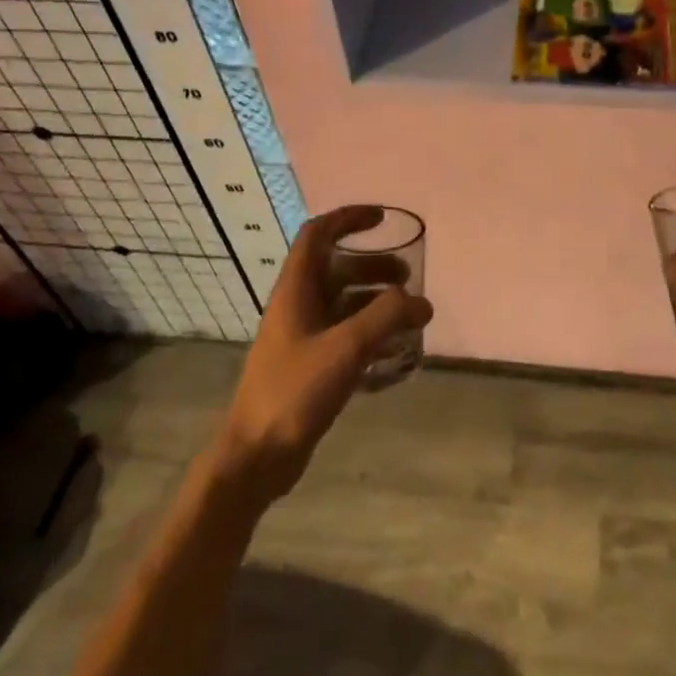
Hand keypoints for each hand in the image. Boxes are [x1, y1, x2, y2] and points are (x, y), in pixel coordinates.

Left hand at [209, 206, 432, 503]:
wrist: (255, 456)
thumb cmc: (294, 392)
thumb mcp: (345, 348)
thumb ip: (386, 318)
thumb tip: (420, 301)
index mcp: (295, 290)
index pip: (318, 234)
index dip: (348, 218)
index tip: (383, 219)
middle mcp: (297, 306)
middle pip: (336, 268)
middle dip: (373, 266)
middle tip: (408, 277)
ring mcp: (302, 337)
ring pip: (343, 303)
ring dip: (375, 300)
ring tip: (410, 315)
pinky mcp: (309, 366)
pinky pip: (345, 335)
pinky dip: (371, 333)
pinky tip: (395, 351)